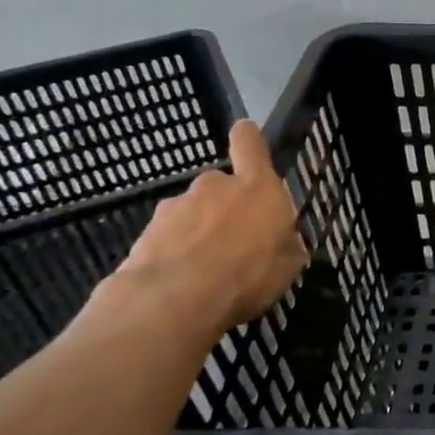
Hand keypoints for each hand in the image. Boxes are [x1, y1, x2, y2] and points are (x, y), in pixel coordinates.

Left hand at [113, 120, 307, 335]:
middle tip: (236, 244)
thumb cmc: (248, 275)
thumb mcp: (288, 266)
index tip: (245, 133)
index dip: (248, 138)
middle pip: (222, 187)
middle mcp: (215, 186)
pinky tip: (183, 283)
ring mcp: (176, 207)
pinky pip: (170, 238)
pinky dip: (177, 253)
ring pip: (194, 214)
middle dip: (226, 209)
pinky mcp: (146, 232)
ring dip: (200, 233)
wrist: (173, 300)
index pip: (249, 144)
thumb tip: (284, 240)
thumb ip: (286, 245)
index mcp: (257, 188)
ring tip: (207, 271)